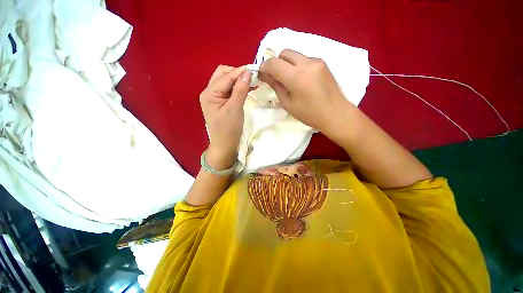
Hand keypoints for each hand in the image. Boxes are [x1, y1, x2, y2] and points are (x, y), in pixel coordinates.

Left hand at [199, 65, 251, 169]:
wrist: (225, 145)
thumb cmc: (229, 129)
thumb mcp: (235, 109)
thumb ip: (240, 90)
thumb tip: (248, 72)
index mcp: (210, 93)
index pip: (226, 76)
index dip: (240, 71)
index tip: (255, 70)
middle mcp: (209, 92)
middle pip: (223, 74)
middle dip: (238, 74)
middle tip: (252, 79)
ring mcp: (214, 97)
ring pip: (226, 81)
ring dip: (238, 80)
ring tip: (252, 83)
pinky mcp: (220, 102)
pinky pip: (229, 90)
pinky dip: (238, 87)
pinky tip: (247, 88)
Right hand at [258, 49, 353, 133]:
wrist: (335, 113)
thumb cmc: (309, 113)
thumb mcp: (288, 103)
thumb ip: (276, 86)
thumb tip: (265, 75)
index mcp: (296, 76)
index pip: (274, 63)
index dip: (264, 66)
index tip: (262, 74)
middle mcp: (307, 63)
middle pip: (284, 53)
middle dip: (276, 63)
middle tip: (276, 77)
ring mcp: (317, 61)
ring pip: (295, 55)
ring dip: (287, 64)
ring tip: (290, 80)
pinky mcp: (323, 63)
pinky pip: (304, 59)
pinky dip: (298, 66)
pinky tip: (302, 80)